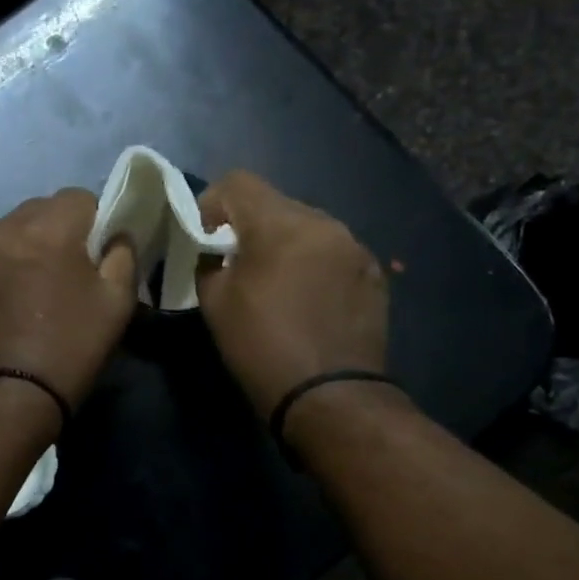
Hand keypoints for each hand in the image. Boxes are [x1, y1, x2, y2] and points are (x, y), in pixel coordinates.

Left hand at [0, 189, 137, 407]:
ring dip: (33, 240)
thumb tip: (115, 234)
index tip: (99, 251)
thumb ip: (123, 254)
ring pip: (16, 225)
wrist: (11, 393)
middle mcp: (8, 227)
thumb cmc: (72, 345)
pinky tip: (16, 292)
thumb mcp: (117, 301)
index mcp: (49, 229)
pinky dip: (10, 257)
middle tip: (72, 266)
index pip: (79, 196)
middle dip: (62, 226)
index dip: (96, 219)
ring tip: (41, 279)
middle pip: (44, 207)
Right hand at [195, 171, 389, 415]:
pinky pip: (332, 252)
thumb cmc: (262, 347)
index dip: (212, 202)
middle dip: (249, 225)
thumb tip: (214, 254)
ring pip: (307, 226)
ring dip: (284, 243)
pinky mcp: (373, 274)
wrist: (331, 397)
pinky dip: (313, 262)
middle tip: (235, 262)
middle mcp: (324, 223)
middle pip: (275, 203)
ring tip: (274, 281)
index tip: (204, 236)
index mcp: (280, 224)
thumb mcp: (215, 303)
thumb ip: (208, 263)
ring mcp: (355, 247)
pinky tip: (307, 298)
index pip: (238, 182)